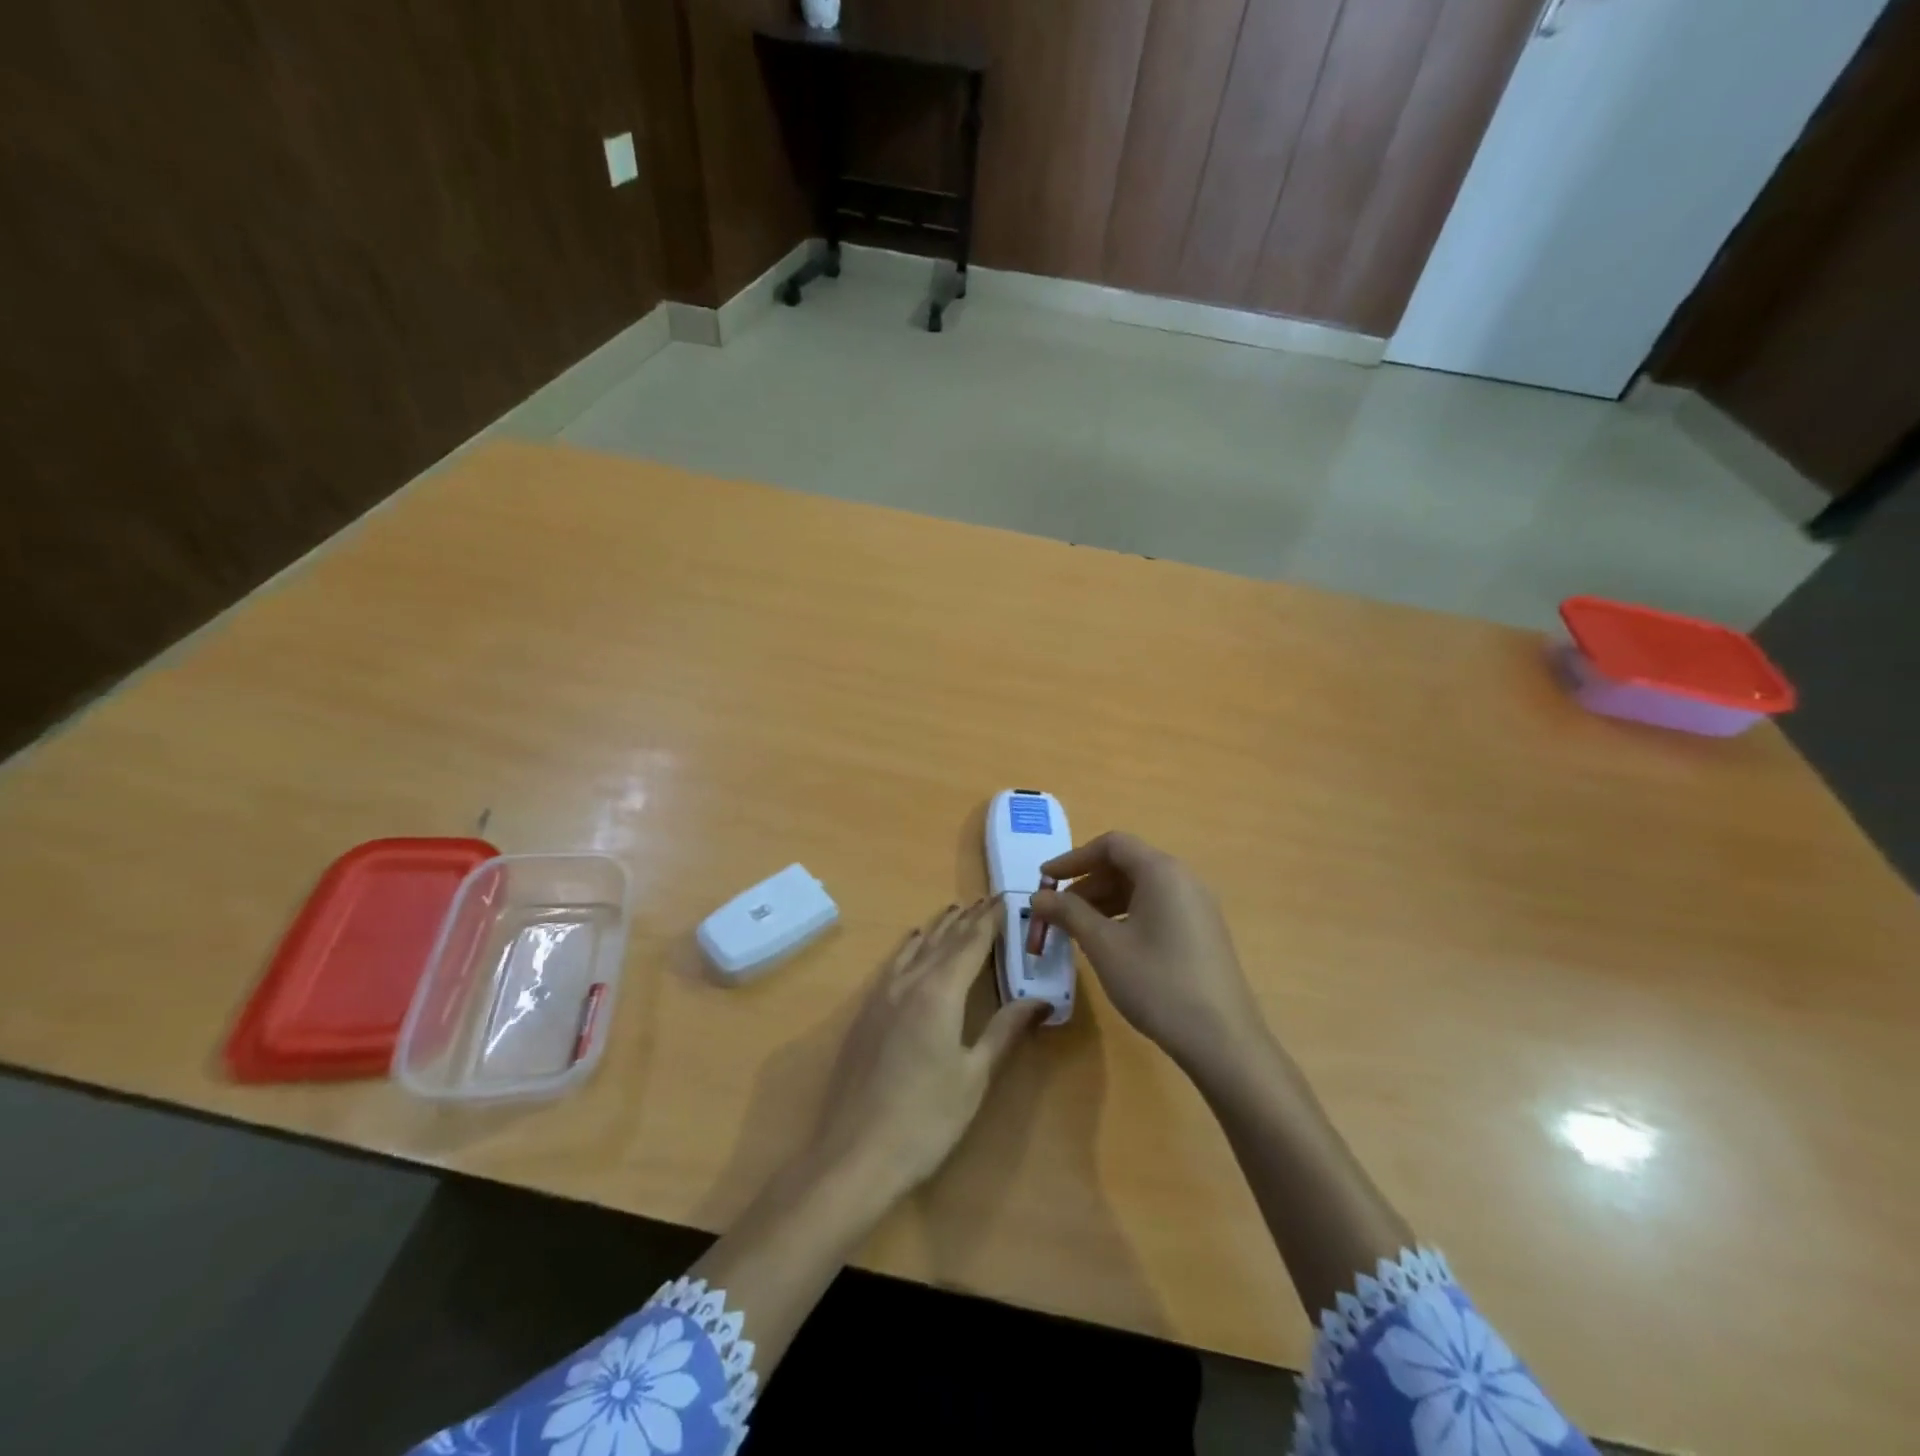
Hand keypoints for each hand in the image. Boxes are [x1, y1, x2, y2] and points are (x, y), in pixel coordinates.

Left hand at [806, 900, 1044, 1200]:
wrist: (855, 1154)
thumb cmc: (926, 1119)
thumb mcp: (975, 1076)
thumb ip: (1005, 1031)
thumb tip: (1041, 999)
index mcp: (939, 992)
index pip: (971, 943)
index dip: (990, 920)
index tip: (1005, 898)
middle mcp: (909, 982)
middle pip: (942, 939)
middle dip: (966, 919)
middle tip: (986, 899)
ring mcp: (882, 995)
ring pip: (915, 947)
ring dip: (938, 927)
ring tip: (955, 910)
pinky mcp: (866, 1012)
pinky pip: (895, 963)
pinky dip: (911, 947)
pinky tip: (913, 944)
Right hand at [1032, 832, 1267, 1072]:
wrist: (1222, 1040)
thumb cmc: (1157, 983)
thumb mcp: (1104, 945)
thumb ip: (1068, 913)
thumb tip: (1039, 896)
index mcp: (1161, 871)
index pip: (1111, 844)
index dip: (1073, 858)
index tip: (1044, 880)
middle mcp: (1183, 879)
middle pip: (1126, 864)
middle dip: (1086, 883)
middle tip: (1056, 911)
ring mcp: (1197, 906)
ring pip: (1141, 888)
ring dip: (1103, 901)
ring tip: (1077, 930)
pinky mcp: (1202, 932)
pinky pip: (1156, 908)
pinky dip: (1126, 915)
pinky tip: (1110, 944)